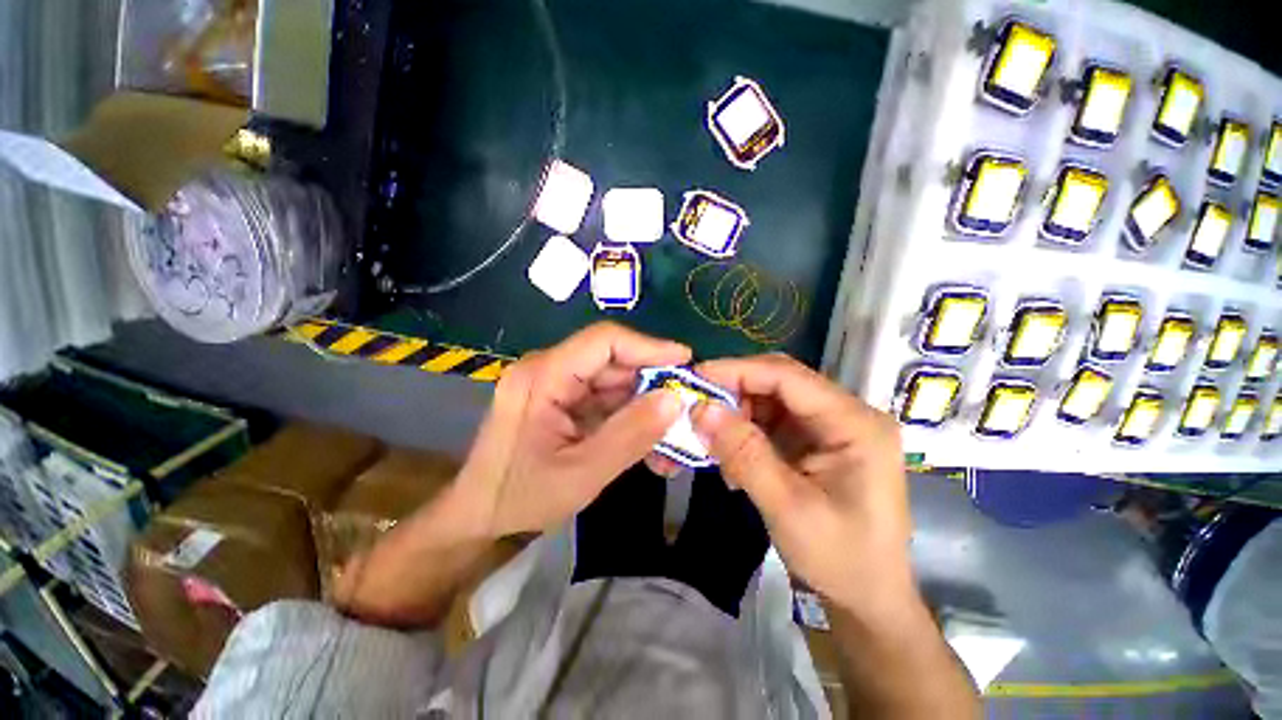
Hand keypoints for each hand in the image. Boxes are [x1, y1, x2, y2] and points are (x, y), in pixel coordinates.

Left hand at [451, 322, 688, 538]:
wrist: (479, 518)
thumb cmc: (521, 497)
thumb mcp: (582, 472)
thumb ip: (631, 435)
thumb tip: (675, 399)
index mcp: (543, 376)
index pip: (603, 341)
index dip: (648, 346)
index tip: (686, 361)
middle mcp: (548, 370)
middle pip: (612, 360)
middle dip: (652, 381)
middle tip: (686, 404)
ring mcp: (556, 385)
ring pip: (614, 381)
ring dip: (644, 402)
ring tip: (671, 429)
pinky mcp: (563, 400)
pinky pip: (605, 398)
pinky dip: (629, 415)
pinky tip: (648, 437)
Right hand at [691, 355, 912, 616]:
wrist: (867, 597)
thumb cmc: (840, 558)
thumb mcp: (787, 508)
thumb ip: (744, 454)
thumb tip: (701, 410)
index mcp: (854, 423)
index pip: (788, 376)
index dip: (738, 371)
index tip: (696, 378)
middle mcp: (845, 414)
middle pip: (780, 382)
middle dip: (735, 391)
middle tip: (698, 409)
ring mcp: (830, 426)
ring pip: (771, 399)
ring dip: (738, 414)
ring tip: (713, 442)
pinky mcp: (815, 439)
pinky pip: (772, 421)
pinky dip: (746, 432)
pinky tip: (732, 457)